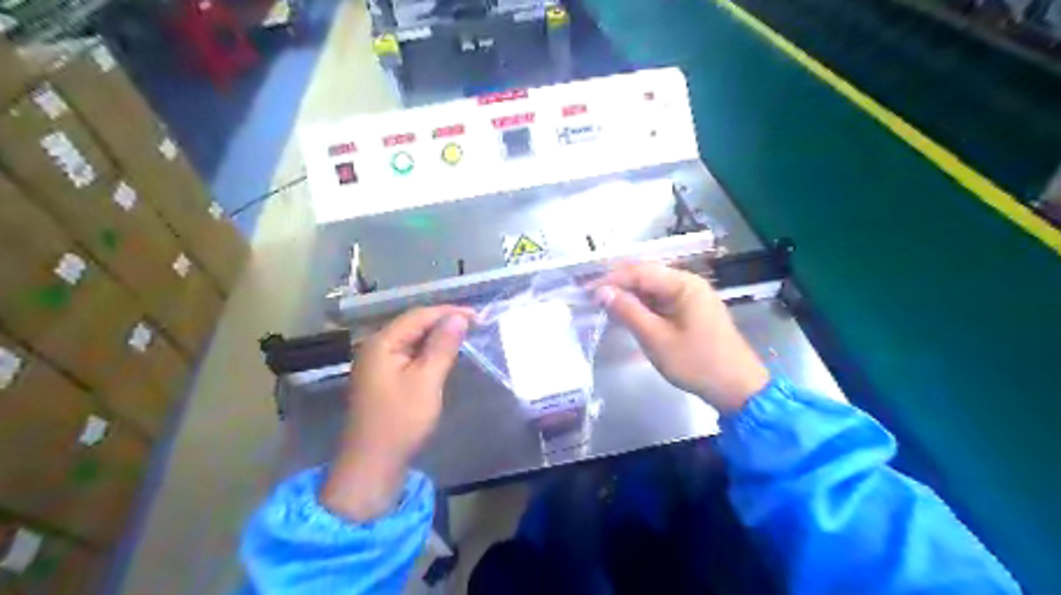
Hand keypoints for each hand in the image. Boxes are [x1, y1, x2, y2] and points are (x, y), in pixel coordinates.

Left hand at [320, 306, 473, 520]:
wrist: (373, 464)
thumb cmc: (401, 421)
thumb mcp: (426, 380)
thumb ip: (442, 346)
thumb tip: (458, 317)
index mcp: (382, 343)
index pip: (419, 315)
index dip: (449, 312)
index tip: (478, 317)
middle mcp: (376, 347)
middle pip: (413, 324)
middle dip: (444, 322)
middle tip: (475, 326)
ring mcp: (378, 363)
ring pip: (412, 339)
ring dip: (437, 336)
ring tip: (464, 337)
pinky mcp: (383, 378)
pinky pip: (408, 354)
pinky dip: (428, 351)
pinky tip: (443, 356)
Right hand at [593, 263, 767, 411]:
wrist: (737, 388)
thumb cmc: (696, 362)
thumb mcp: (656, 339)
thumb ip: (628, 312)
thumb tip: (602, 292)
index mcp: (684, 284)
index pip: (640, 271)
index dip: (611, 279)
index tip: (586, 291)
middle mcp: (689, 284)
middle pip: (647, 276)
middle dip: (618, 285)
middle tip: (591, 298)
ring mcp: (692, 297)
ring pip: (653, 289)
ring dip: (629, 296)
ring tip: (604, 306)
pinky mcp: (692, 312)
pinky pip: (662, 301)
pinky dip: (643, 307)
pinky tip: (627, 315)